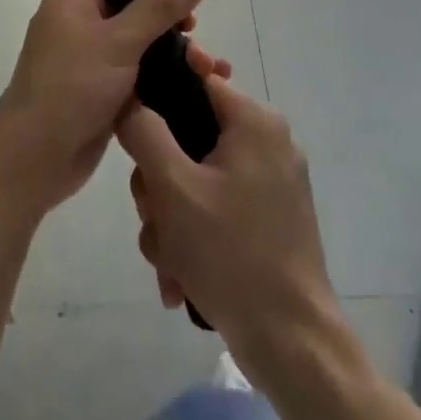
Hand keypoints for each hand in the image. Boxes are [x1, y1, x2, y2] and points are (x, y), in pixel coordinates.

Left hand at [0, 0, 228, 214]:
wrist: (34, 157)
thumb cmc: (71, 87)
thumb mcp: (119, 40)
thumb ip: (161, 6)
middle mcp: (79, 21)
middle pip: (132, 2)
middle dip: (169, 13)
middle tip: (194, 27)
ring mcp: (90, 58)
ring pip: (139, 40)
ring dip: (173, 48)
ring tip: (205, 66)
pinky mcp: (101, 90)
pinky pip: (138, 71)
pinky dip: (164, 74)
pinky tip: (197, 84)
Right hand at [119, 75, 336, 363]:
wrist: (291, 343)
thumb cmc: (231, 253)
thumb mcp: (173, 187)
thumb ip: (143, 131)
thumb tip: (128, 98)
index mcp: (254, 121)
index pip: (196, 77)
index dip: (158, 92)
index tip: (131, 123)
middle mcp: (267, 142)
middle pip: (188, 136)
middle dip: (159, 182)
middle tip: (153, 216)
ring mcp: (270, 183)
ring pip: (195, 178)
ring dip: (170, 218)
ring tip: (169, 260)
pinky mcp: (268, 219)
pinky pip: (214, 208)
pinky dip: (193, 236)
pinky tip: (181, 276)